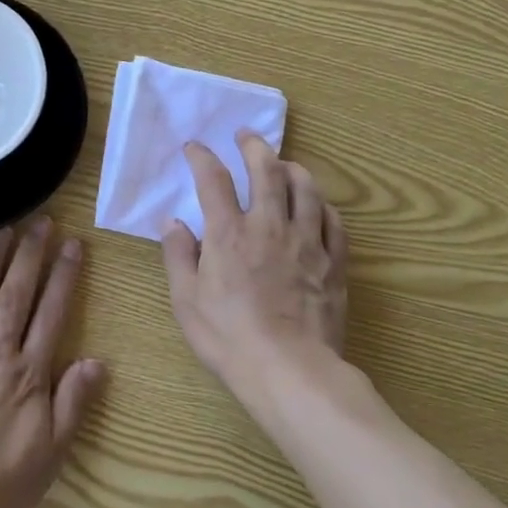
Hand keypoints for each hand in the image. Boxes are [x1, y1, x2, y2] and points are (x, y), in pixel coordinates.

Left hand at [0, 218, 105, 507]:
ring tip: (1, 228)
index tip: (72, 244)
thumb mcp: (50, 455)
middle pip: (15, 295)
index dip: (64, 276)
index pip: (52, 314)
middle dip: (30, 255)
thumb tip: (97, 360)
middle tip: (40, 221)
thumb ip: (73, 404)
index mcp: (27, 374)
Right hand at [161, 133, 348, 407]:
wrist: (290, 371)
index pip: (213, 180)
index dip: (202, 157)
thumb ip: (178, 256)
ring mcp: (307, 242)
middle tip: (246, 135)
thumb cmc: (230, 338)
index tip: (195, 147)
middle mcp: (269, 226)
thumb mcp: (187, 301)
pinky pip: (334, 221)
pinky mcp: (334, 262)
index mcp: (229, 234)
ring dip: (293, 167)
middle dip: (254, 145)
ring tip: (285, 163)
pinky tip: (317, 205)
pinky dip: (323, 205)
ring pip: (305, 188)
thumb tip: (174, 222)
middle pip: (266, 170)